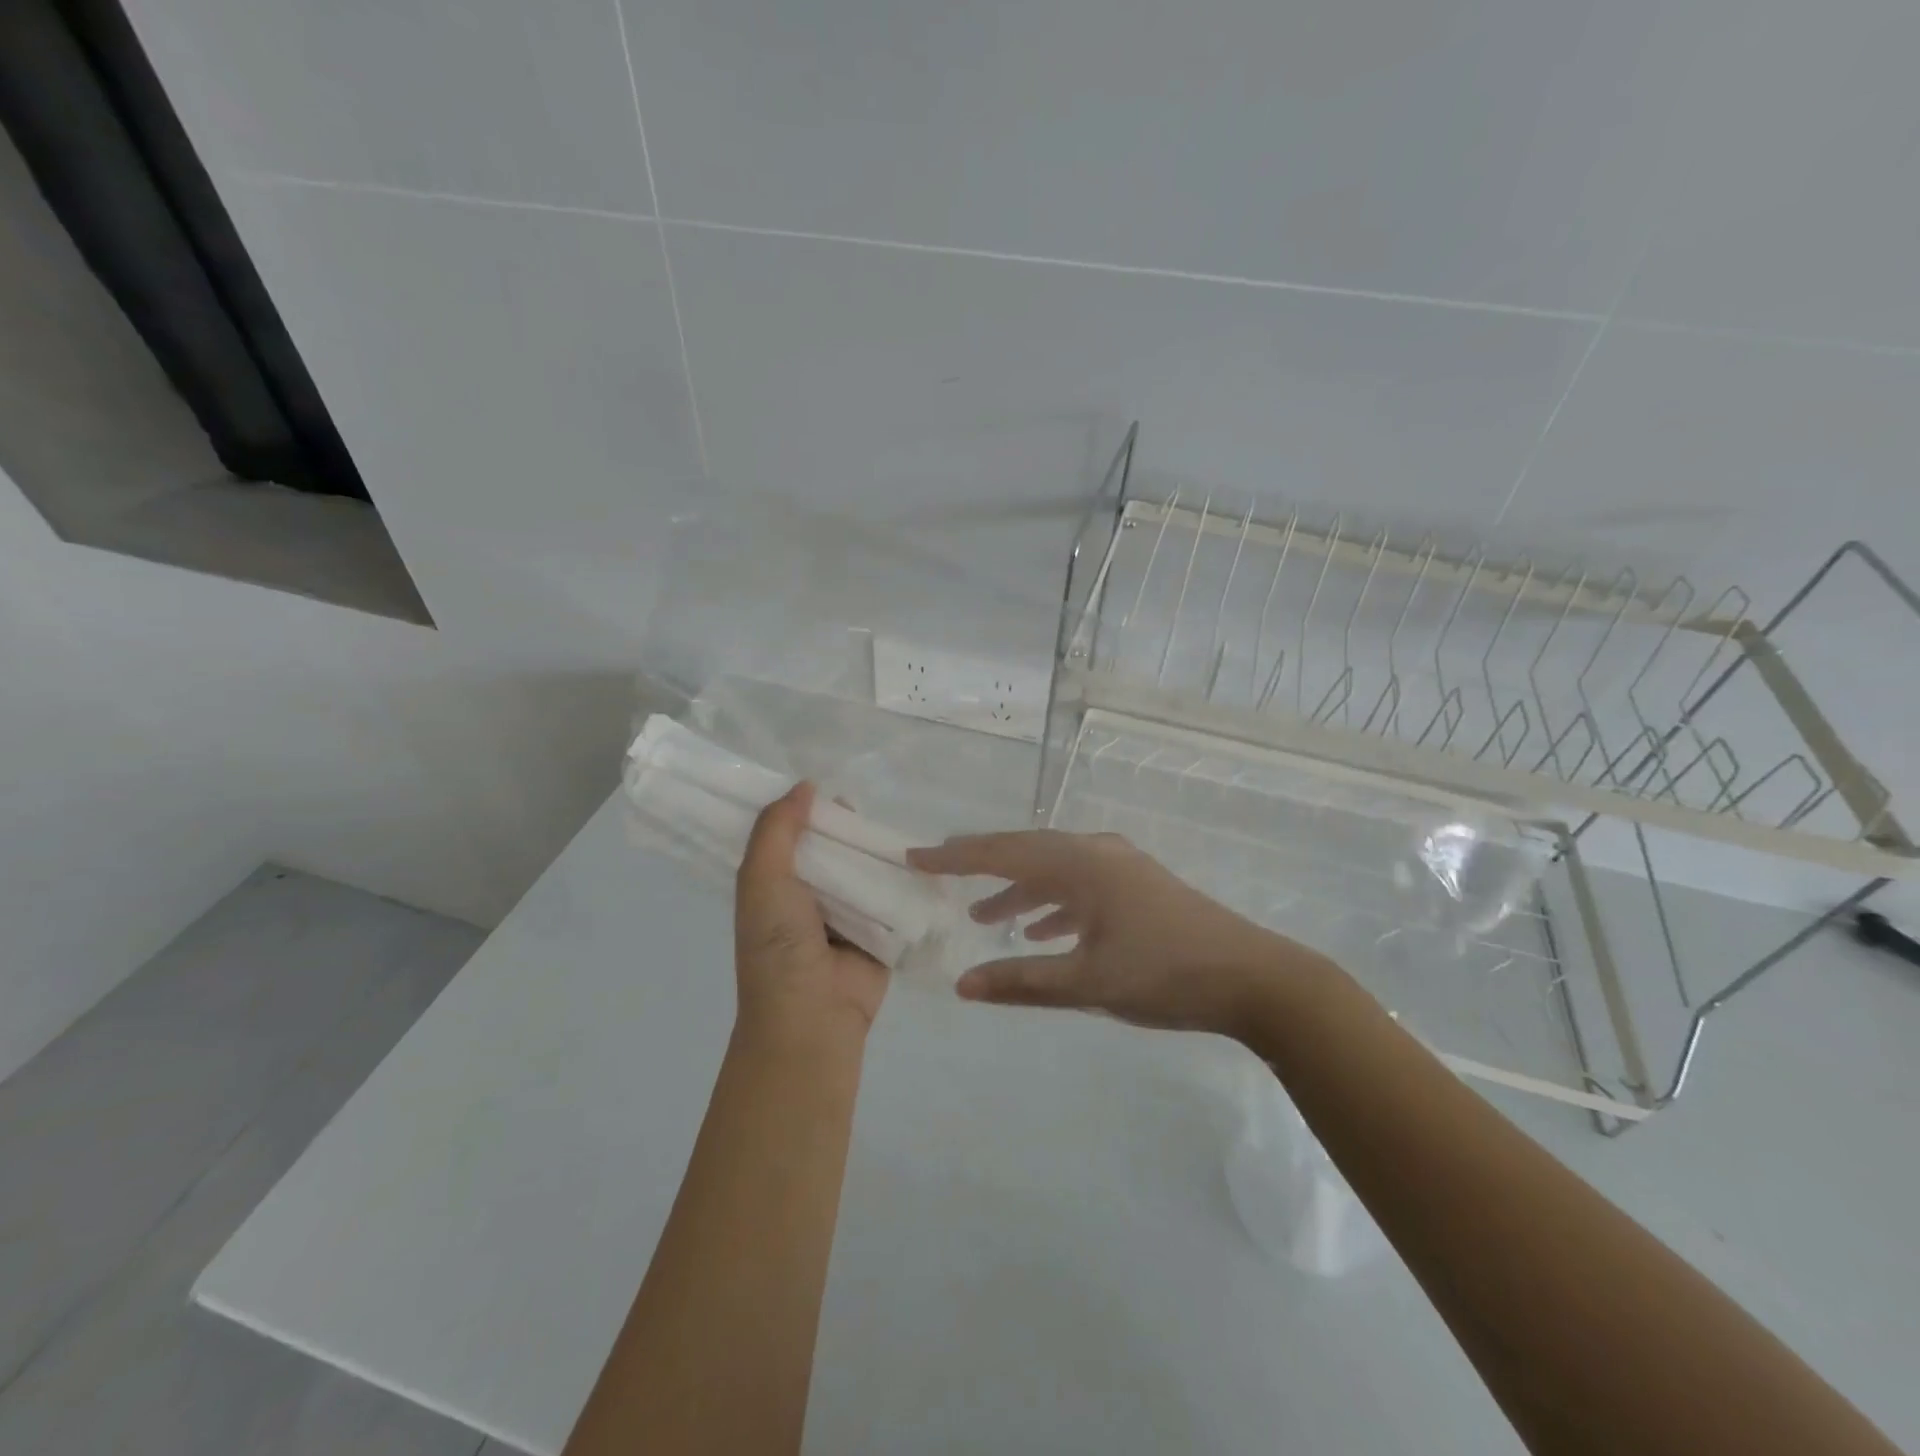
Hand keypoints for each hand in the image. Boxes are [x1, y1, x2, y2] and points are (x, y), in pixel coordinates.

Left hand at [735, 784, 887, 1042]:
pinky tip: (928, 857)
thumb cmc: (778, 946)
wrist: (813, 1018)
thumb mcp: (762, 880)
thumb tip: (805, 785)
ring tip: (902, 824)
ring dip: (880, 852)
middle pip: (833, 849)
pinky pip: (895, 897)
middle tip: (870, 803)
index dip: (805, 810)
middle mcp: (810, 896)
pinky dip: (906, 881)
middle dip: (849, 828)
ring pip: (866, 869)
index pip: (790, 836)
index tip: (826, 781)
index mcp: (775, 885)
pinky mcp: (882, 932)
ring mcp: (848, 915)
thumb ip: (777, 830)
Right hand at [908, 829, 1329, 1041]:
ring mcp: (1121, 867)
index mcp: (1080, 865)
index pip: (1002, 854)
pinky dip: (1053, 903)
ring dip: (1018, 889)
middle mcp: (1097, 853)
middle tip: (941, 869)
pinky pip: (1079, 884)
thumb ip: (1022, 981)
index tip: (914, 856)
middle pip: (1025, 851)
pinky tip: (1042, 930)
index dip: (955, 856)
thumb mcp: (1087, 983)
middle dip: (982, 862)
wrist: (1254, 978)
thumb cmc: (1165, 975)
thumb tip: (963, 983)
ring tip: (983, 913)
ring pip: (1053, 869)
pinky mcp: (1138, 886)